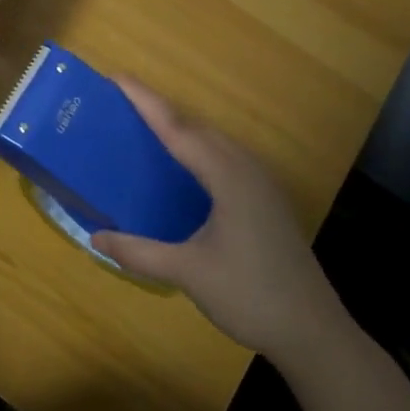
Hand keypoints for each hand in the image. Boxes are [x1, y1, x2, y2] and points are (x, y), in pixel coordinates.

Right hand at [91, 80, 349, 365]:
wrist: (314, 333)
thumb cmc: (251, 296)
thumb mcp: (187, 273)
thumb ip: (139, 252)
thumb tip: (94, 238)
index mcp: (227, 177)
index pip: (177, 129)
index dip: (145, 102)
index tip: (117, 77)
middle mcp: (246, 169)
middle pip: (197, 127)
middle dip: (159, 110)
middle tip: (120, 103)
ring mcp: (262, 183)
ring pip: (215, 141)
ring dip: (180, 128)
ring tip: (144, 127)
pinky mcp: (267, 200)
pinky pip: (225, 157)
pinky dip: (197, 149)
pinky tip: (183, 167)